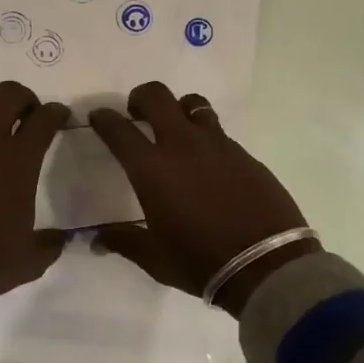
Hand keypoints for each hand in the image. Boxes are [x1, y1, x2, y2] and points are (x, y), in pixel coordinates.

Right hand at [89, 82, 319, 316]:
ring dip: (178, 109)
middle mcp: (183, 146)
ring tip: (176, 130)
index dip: (103, 118)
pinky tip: (208, 165)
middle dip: (141, 97)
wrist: (268, 266)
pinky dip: (206, 138)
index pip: (119, 130)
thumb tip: (96, 241)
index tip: (98, 116)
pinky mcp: (246, 155)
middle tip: (137, 114)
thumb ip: (122, 241)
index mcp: (152, 169)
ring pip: (194, 104)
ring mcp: (219, 146)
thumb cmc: (201, 261)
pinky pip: (219, 133)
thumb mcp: (154, 258)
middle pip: (158, 96)